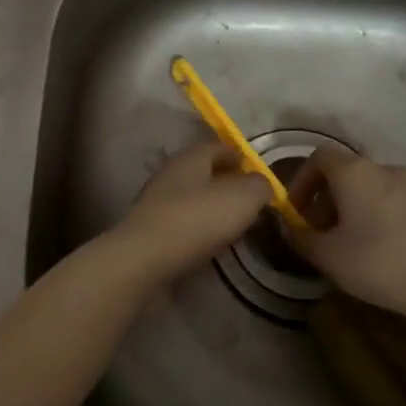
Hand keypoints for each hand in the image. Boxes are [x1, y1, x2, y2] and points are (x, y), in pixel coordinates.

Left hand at [109, 142, 270, 280]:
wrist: (145, 259)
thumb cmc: (197, 219)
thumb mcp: (243, 197)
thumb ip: (258, 186)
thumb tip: (261, 183)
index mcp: (190, 158)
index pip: (216, 146)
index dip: (237, 154)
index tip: (253, 168)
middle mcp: (170, 174)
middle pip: (202, 171)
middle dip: (225, 181)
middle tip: (249, 198)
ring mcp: (156, 202)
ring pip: (191, 197)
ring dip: (212, 206)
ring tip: (235, 223)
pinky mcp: (150, 231)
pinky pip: (182, 223)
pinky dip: (198, 228)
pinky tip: (212, 242)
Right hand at [288, 146, 405, 320]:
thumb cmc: (378, 262)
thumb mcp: (327, 256)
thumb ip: (300, 237)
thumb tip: (289, 227)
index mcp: (355, 171)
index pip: (319, 157)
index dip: (302, 180)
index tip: (296, 210)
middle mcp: (385, 169)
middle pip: (347, 173)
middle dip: (327, 199)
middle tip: (320, 232)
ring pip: (373, 189)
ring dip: (355, 208)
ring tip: (350, 243)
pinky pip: (396, 203)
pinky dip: (381, 216)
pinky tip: (382, 249)